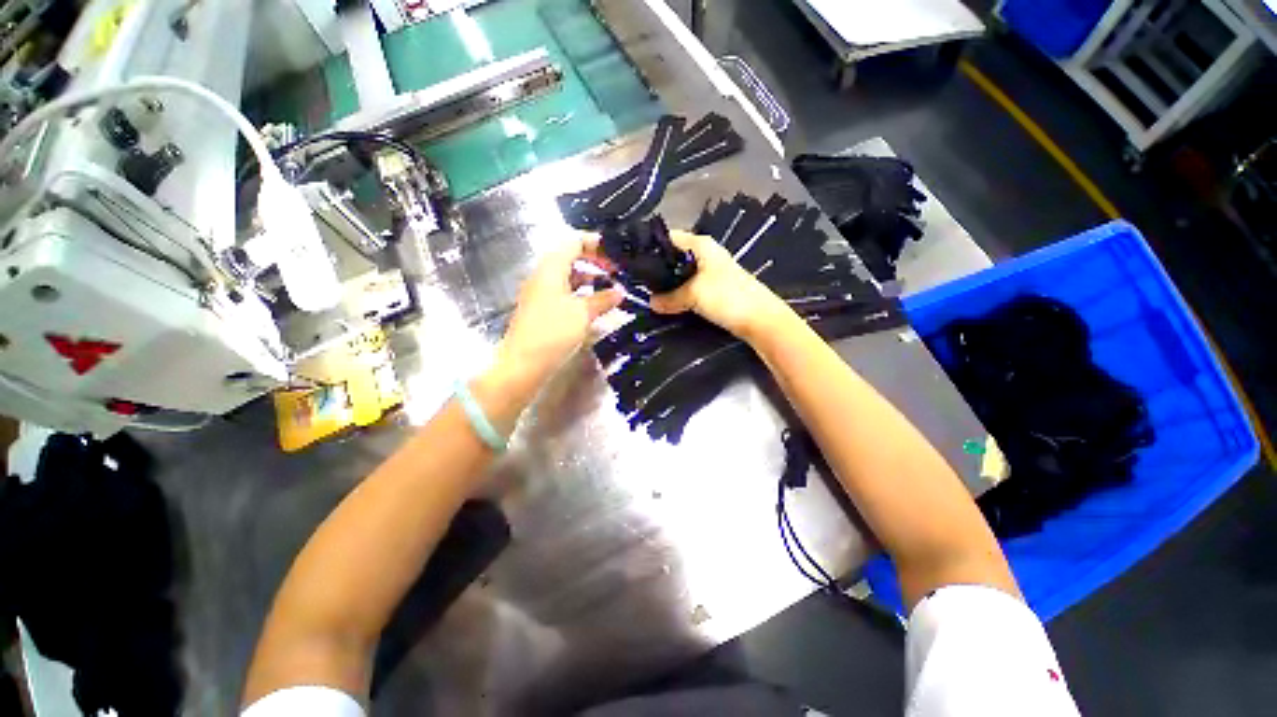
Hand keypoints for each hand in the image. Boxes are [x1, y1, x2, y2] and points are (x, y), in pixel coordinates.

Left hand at [495, 235, 623, 391]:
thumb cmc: (553, 332)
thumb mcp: (583, 313)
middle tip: (616, 270)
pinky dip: (580, 294)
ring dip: (588, 280)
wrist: (523, 364)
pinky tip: (595, 305)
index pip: (573, 242)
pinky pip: (564, 293)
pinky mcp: (541, 310)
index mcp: (550, 269)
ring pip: (567, 278)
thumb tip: (620, 292)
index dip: (594, 243)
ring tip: (610, 288)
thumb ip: (602, 299)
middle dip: (594, 262)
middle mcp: (543, 276)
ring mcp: (540, 294)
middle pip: (570, 259)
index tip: (615, 250)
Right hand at [650, 231, 791, 341]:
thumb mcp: (694, 294)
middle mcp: (706, 254)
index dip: (652, 246)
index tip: (634, 259)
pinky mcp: (715, 289)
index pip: (670, 237)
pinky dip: (680, 293)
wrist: (760, 319)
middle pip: (675, 257)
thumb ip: (670, 298)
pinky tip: (669, 303)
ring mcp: (712, 272)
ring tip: (649, 293)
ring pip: (683, 274)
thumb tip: (651, 303)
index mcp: (701, 245)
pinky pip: (691, 287)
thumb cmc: (727, 296)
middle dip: (658, 268)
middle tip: (638, 281)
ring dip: (669, 284)